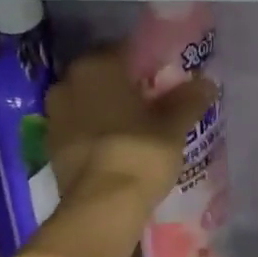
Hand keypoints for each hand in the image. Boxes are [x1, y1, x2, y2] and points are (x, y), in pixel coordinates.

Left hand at [45, 48, 217, 214]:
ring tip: (135, 126)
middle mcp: (68, 83)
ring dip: (107, 110)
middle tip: (153, 103)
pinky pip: (79, 128)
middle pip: (102, 76)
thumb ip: (189, 100)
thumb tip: (207, 83)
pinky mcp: (51, 147)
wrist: (102, 206)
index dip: (147, 63)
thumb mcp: (173, 126)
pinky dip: (95, 133)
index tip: (166, 78)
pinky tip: (117, 146)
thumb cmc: (139, 152)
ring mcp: (54, 116)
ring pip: (87, 102)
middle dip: (124, 86)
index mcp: (97, 66)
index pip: (125, 50)